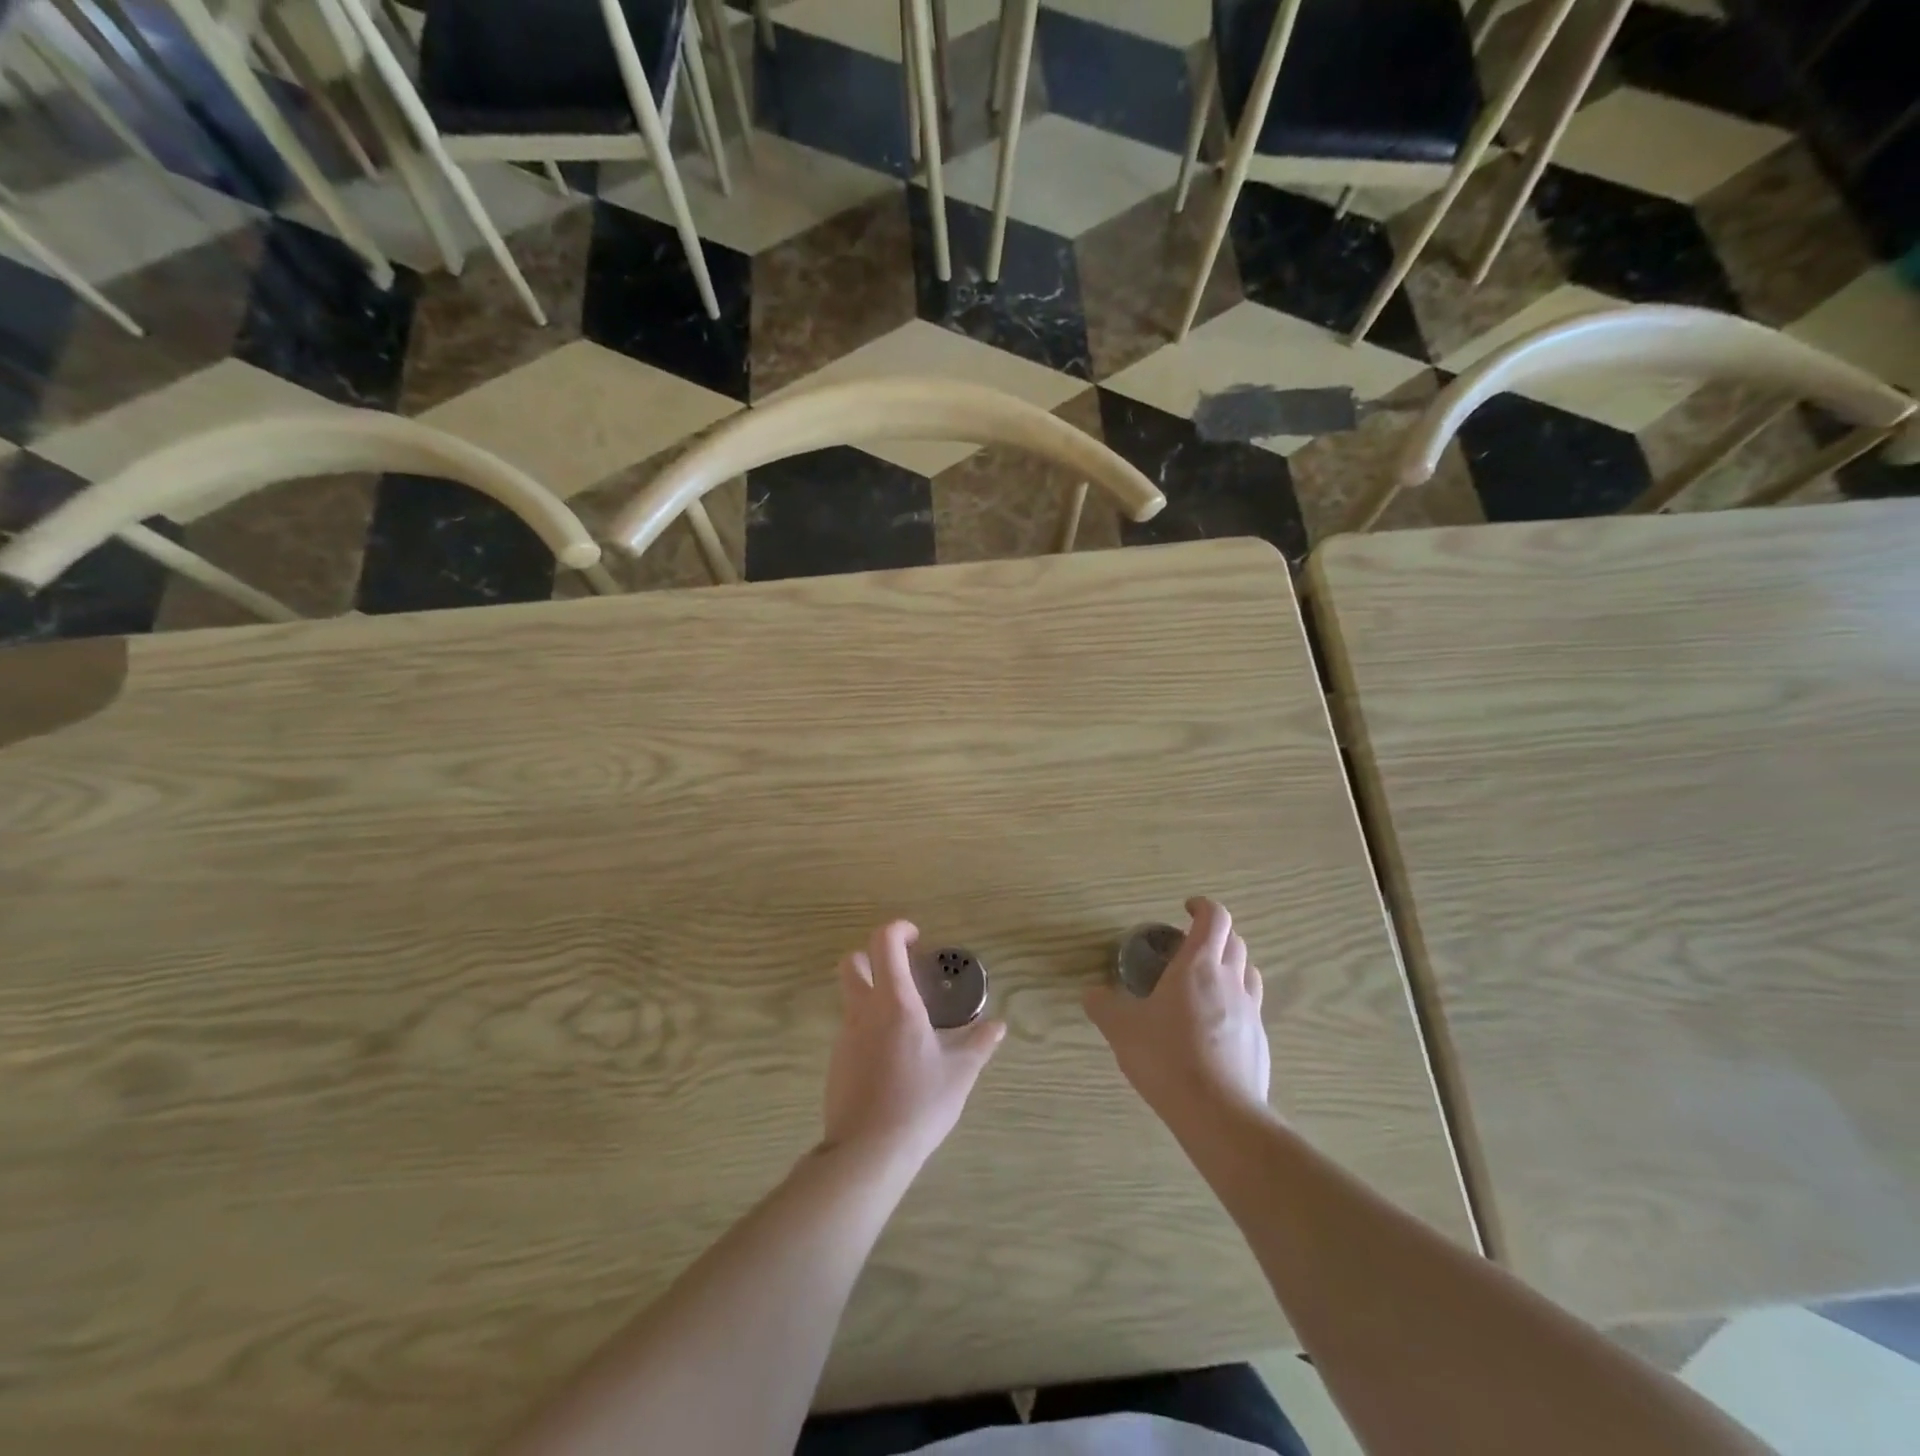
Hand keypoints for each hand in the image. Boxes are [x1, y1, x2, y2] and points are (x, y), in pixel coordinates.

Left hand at [823, 920, 1006, 1168]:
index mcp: (895, 1003)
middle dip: (873, 956)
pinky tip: (893, 1058)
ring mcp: (845, 1037)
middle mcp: (863, 1012)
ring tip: (908, 1022)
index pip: (883, 943)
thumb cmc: (919, 1104)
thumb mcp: (959, 1074)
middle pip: (851, 963)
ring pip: (851, 998)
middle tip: (903, 971)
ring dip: (874, 994)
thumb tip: (998, 1026)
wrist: (867, 1154)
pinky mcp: (837, 1063)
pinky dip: (870, 1028)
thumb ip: (979, 1044)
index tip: (917, 939)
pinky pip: (852, 1030)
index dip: (898, 929)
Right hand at [1085, 898, 1270, 1124]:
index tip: (1186, 908)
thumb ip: (1103, 1006)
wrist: (1219, 1114)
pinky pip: (1251, 1007)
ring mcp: (1250, 1011)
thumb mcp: (1121, 1029)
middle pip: (1234, 940)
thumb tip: (1091, 994)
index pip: (1214, 918)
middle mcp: (1229, 980)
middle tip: (1189, 947)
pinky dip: (1236, 1002)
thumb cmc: (1167, 1058)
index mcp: (1198, 965)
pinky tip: (1215, 1026)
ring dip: (1230, 964)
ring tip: (1206, 980)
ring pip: (1248, 971)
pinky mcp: (1259, 1041)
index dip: (1202, 906)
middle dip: (1215, 935)